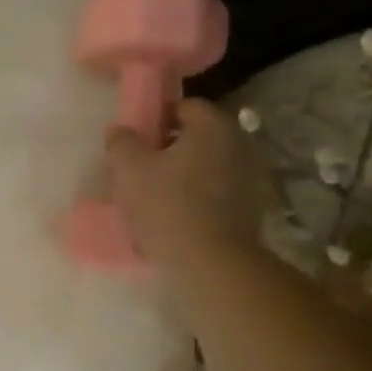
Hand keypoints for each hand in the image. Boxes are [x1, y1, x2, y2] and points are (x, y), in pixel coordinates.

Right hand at [105, 99, 269, 271]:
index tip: (136, 142)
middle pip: (196, 137)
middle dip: (168, 150)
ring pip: (205, 167)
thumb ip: (122, 142)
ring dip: (182, 176)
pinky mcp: (251, 209)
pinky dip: (196, 199)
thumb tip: (121, 131)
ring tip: (154, 199)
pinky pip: (215, 194)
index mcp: (213, 126)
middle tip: (140, 171)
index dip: (156, 119)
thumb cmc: (168, 206)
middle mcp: (239, 144)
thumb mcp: (130, 170)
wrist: (212, 264)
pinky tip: (175, 220)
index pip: (183, 106)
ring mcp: (249, 178)